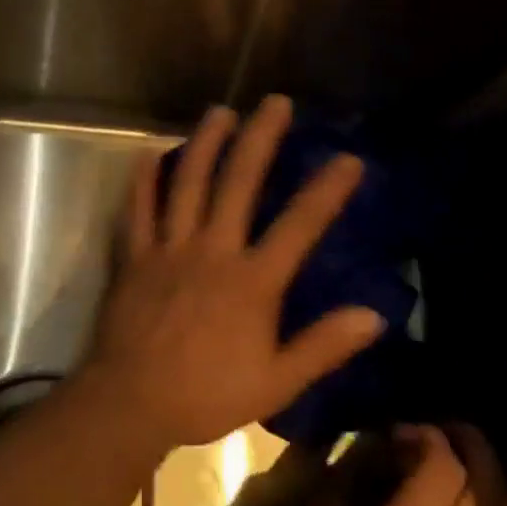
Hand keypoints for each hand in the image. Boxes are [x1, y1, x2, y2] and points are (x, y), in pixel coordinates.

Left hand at [83, 94, 383, 452]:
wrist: (131, 403)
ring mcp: (169, 248)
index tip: (348, 158)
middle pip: (239, 183)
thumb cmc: (206, 395)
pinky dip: (144, 180)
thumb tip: (375, 316)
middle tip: (274, 102)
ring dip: (205, 143)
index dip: (326, 190)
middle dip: (260, 139)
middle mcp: (212, 251)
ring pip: (188, 184)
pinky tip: (150, 153)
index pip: (298, 225)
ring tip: (220, 111)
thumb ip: (323, 347)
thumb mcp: (276, 383)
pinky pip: (138, 209)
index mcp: (251, 281)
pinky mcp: (134, 256)